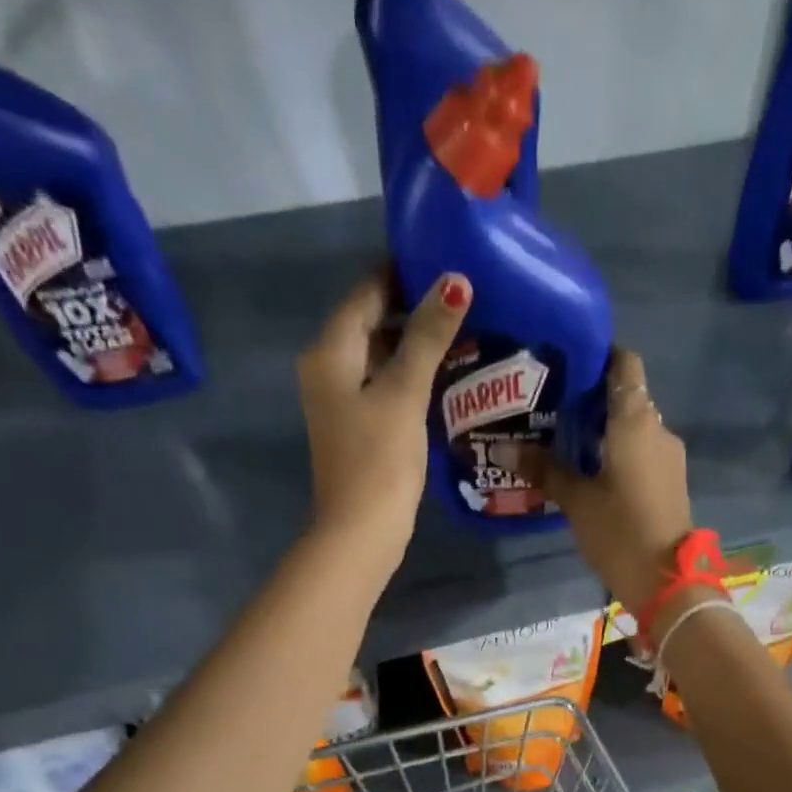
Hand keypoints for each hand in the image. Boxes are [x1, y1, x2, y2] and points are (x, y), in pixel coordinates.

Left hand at [296, 268, 470, 573]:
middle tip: (464, 297)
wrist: (361, 531)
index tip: (446, 259)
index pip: (366, 292)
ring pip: (380, 356)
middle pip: (371, 322)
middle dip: (414, 308)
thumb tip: (454, 281)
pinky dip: (411, 375)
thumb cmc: (379, 460)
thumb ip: (428, 337)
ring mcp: (341, 402)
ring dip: (416, 344)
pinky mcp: (358, 428)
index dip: (402, 272)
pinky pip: (385, 386)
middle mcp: (328, 369)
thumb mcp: (404, 393)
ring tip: (464, 330)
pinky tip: (445, 375)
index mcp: (330, 352)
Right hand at [532, 348, 693, 612]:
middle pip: (625, 396)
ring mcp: (668, 456)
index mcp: (636, 420)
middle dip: (590, 398)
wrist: (666, 581)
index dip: (598, 355)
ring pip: (632, 427)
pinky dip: (616, 452)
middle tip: (549, 406)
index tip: (566, 363)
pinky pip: (640, 452)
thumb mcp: (575, 500)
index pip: (624, 363)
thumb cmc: (619, 531)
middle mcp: (658, 428)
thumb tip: (502, 449)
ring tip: (562, 440)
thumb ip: (543, 470)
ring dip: (602, 430)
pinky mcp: (669, 481)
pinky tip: (588, 469)